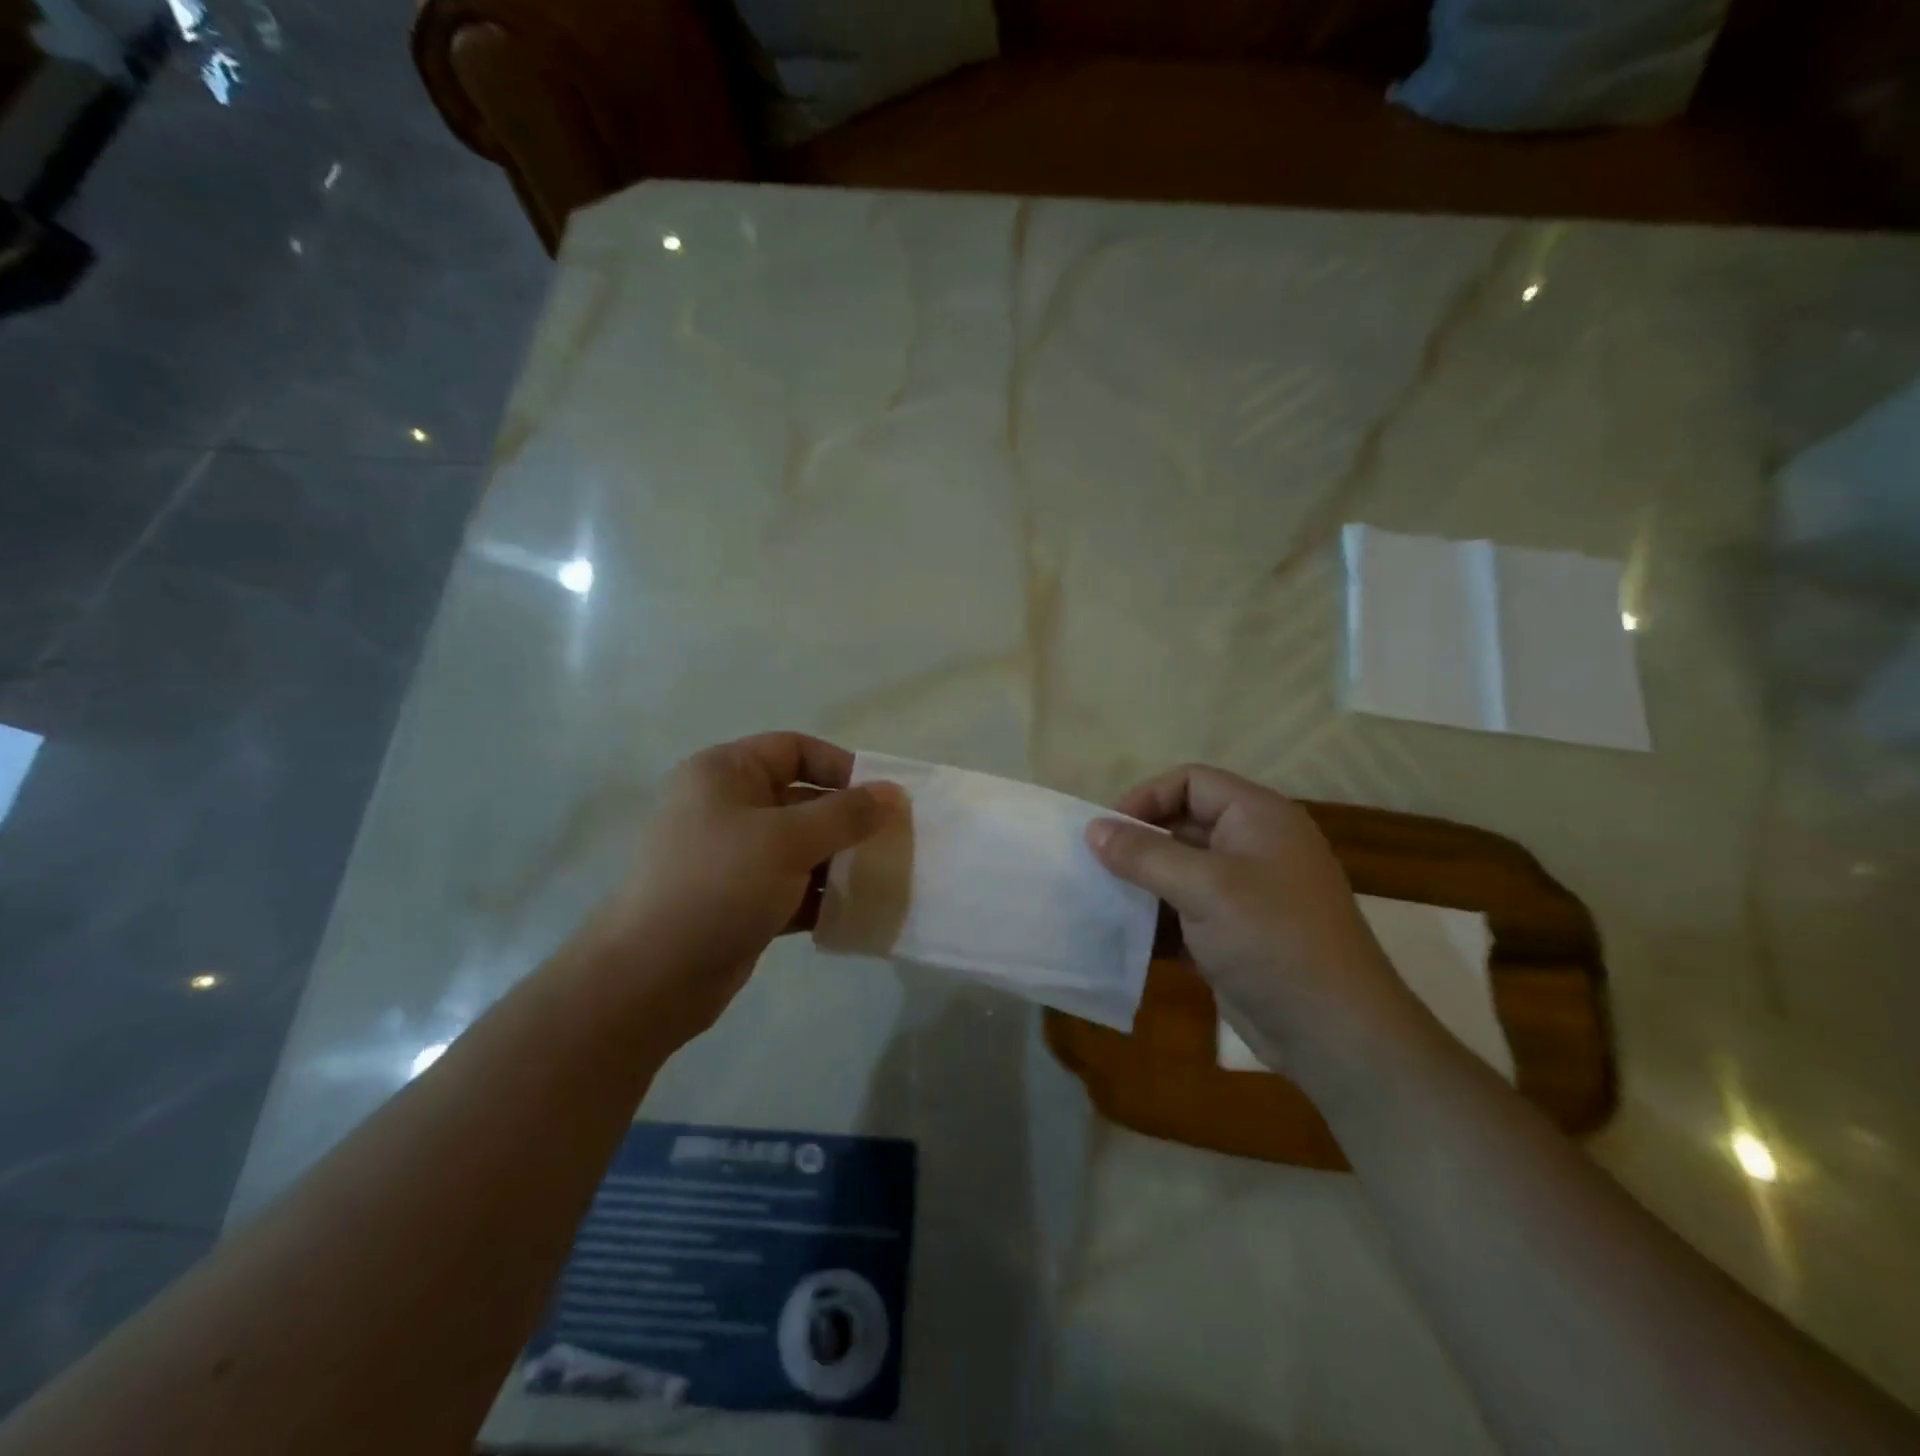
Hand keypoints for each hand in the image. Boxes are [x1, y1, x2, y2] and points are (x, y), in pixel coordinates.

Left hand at [577, 734, 901, 1043]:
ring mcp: (730, 857)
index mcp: (725, 773)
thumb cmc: (719, 884)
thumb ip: (847, 814)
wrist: (651, 976)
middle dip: (847, 820)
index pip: (795, 749)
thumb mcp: (789, 839)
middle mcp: (726, 807)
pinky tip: (853, 912)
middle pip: (801, 799)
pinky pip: (790, 886)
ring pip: (799, 846)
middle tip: (893, 841)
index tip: (882, 798)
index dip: (841, 767)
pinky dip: (819, 896)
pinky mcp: (738, 900)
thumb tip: (895, 793)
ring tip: (881, 877)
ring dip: (838, 861)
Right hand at [1087, 765, 1422, 1088]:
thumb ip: (1145, 855)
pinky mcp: (1235, 934)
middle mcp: (1252, 847)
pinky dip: (1158, 922)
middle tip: (1095, 867)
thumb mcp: (1204, 887)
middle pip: (1182, 825)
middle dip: (1138, 844)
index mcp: (1257, 818)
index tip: (1107, 831)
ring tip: (1102, 902)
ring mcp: (1245, 894)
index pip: (1191, 782)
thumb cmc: (1271, 940)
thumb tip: (1093, 829)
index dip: (1146, 797)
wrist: (1334, 1033)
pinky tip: (1126, 939)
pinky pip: (1185, 913)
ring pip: (1180, 872)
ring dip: (1142, 885)